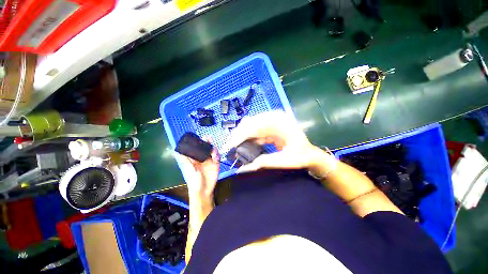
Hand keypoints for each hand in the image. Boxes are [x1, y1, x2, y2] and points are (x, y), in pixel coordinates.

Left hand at [177, 137, 219, 199]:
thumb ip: (185, 160)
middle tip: (209, 139)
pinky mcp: (216, 163)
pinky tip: (216, 158)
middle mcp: (202, 157)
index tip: (201, 137)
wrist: (204, 190)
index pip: (197, 147)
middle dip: (208, 142)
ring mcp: (210, 160)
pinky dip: (218, 155)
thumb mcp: (188, 169)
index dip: (199, 141)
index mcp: (195, 158)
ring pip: (212, 150)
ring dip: (213, 149)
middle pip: (206, 147)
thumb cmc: (194, 181)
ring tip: (213, 153)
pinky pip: (218, 156)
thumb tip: (176, 151)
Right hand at [223, 111, 329, 172]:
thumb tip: (244, 168)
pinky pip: (256, 131)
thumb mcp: (284, 160)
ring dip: (242, 137)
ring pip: (252, 126)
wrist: (311, 155)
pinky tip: (244, 146)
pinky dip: (249, 138)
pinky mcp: (271, 128)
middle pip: (250, 124)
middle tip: (228, 147)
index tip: (228, 146)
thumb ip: (264, 162)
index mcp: (280, 122)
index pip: (254, 127)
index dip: (239, 136)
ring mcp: (273, 122)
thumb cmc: (301, 156)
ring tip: (233, 147)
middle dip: (238, 136)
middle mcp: (275, 118)